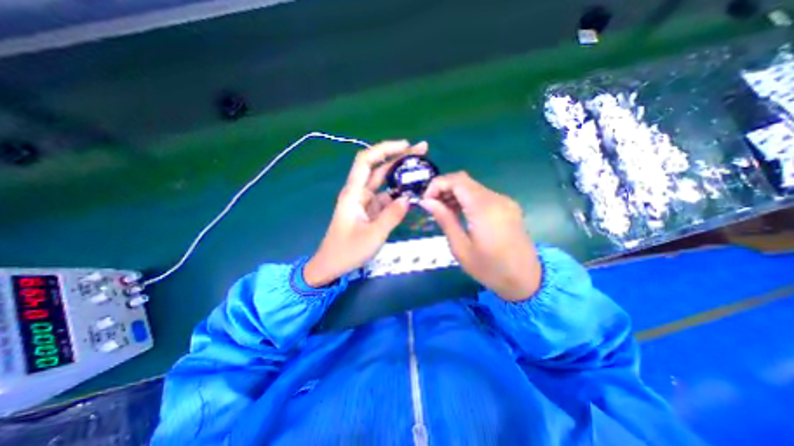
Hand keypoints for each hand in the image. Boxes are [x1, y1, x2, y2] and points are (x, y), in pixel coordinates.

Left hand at [305, 141, 427, 286]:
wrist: (332, 266)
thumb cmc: (347, 251)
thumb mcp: (373, 235)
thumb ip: (392, 216)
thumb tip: (408, 198)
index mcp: (353, 193)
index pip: (366, 161)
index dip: (384, 149)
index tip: (406, 145)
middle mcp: (359, 193)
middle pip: (378, 168)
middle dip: (399, 157)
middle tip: (422, 150)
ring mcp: (365, 202)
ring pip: (384, 183)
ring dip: (401, 176)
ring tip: (422, 170)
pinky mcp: (370, 212)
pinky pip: (387, 199)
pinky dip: (399, 195)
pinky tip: (413, 193)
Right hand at [418, 173, 542, 301]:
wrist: (526, 279)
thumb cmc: (490, 269)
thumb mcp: (461, 248)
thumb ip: (444, 219)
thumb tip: (427, 202)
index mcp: (484, 208)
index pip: (456, 180)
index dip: (437, 185)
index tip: (426, 202)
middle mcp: (496, 198)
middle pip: (464, 180)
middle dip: (443, 189)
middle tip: (432, 207)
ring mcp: (504, 201)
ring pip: (472, 186)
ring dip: (454, 194)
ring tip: (443, 212)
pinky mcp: (507, 206)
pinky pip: (481, 195)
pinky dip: (466, 199)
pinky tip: (459, 213)